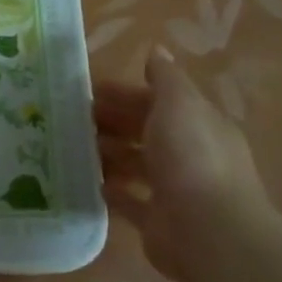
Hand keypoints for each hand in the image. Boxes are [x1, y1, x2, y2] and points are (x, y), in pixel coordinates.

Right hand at [93, 50, 274, 281]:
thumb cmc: (192, 157)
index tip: (90, 91)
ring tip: (73, 148)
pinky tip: (88, 182)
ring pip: (136, 164)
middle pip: (145, 132)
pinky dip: (112, 190)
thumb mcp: (179, 104)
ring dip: (109, 155)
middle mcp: (189, 155)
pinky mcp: (158, 220)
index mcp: (198, 124)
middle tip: (73, 119)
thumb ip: (165, 78)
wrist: (208, 231)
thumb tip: (156, 49)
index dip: (126, 93)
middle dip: (113, 122)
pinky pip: (130, 201)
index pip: (159, 102)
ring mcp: (174, 189)